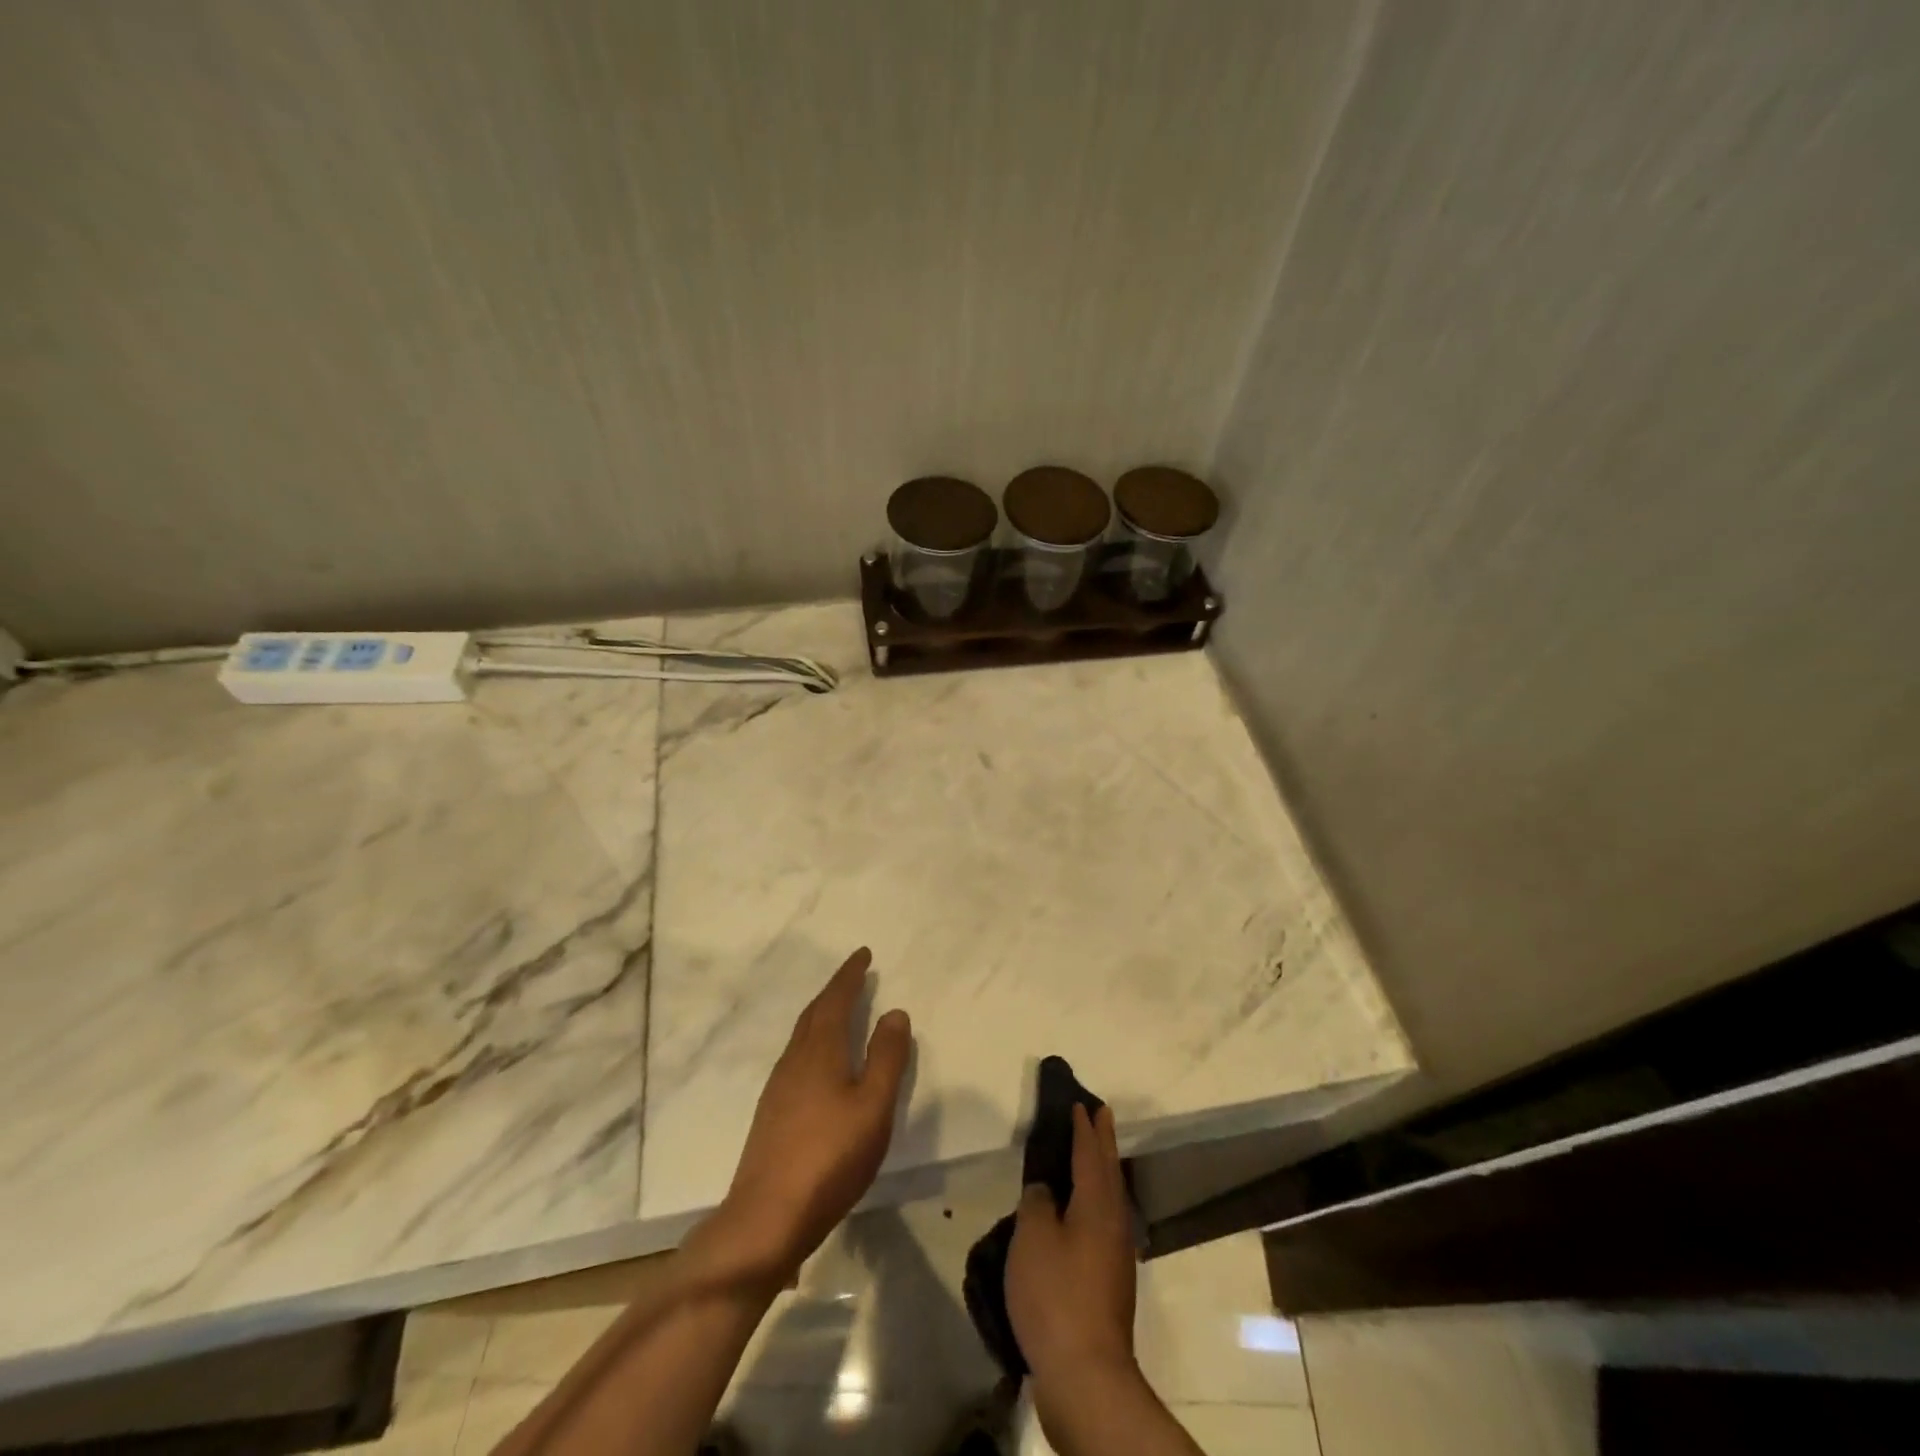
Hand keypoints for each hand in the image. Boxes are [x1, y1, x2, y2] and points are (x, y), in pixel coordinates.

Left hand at [693, 948, 911, 1290]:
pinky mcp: (772, 1113)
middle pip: (814, 1013)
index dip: (850, 975)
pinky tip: (820, 1063)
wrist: (766, 1217)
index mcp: (820, 1052)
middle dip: (835, 990)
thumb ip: (887, 1058)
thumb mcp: (873, 1107)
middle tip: (855, 975)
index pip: (835, 1000)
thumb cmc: (829, 1158)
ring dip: (822, 1015)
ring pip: (802, 1036)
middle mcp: (794, 1060)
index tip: (863, 954)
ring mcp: (778, 1087)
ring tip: (840, 1010)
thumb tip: (894, 1011)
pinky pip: (796, 1057)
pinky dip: (814, 1041)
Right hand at [1006, 1104, 1137, 1385]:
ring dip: (1101, 1169)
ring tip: (1089, 1154)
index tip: (1080, 1102)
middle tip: (1099, 1113)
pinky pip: (1103, 1221)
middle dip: (1102, 1140)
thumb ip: (1037, 1202)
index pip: (1089, 1152)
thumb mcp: (1033, 1237)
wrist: (1086, 1375)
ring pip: (1109, 1196)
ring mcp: (1116, 1254)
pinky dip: (1094, 1201)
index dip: (1083, 1126)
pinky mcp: (1110, 1282)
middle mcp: (1113, 1222)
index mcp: (1097, 1203)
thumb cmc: (1056, 1295)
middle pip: (1108, 1170)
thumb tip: (1046, 1191)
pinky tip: (1079, 1213)